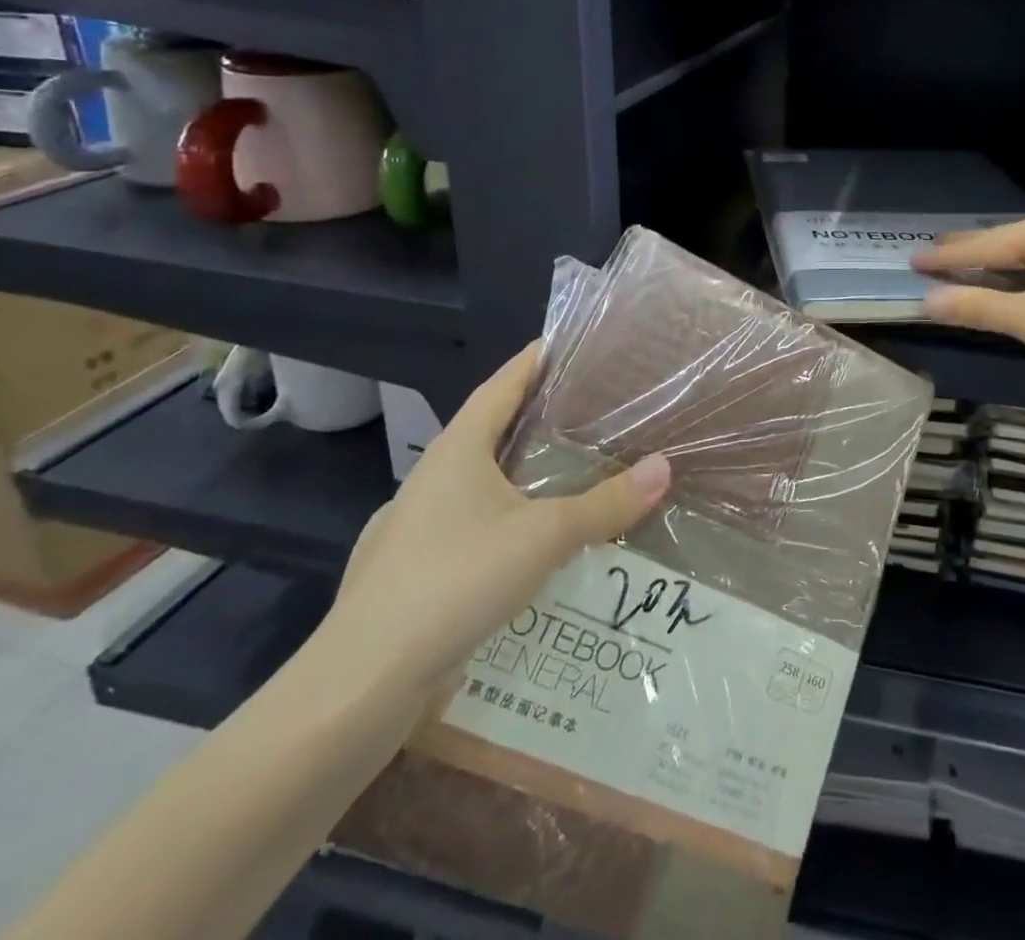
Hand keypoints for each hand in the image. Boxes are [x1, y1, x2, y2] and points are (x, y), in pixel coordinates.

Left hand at [324, 343, 671, 700]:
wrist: (360, 683)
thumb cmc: (454, 581)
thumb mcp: (543, 537)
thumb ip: (605, 503)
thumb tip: (664, 467)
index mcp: (457, 451)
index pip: (500, 386)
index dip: (532, 360)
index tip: (564, 341)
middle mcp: (432, 479)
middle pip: (489, 430)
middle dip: (533, 414)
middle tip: (586, 404)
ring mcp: (416, 526)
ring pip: (479, 482)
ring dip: (520, 471)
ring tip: (570, 469)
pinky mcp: (413, 571)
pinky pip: (471, 525)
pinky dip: (506, 518)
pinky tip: (532, 543)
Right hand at [912, 210, 1024, 393]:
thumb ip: (978, 307)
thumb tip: (928, 300)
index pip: (985, 246)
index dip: (947, 257)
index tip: (913, 259)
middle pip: (1008, 242)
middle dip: (971, 253)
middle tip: (934, 255)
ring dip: (999, 266)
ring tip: (969, 269)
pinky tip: (1020, 283)